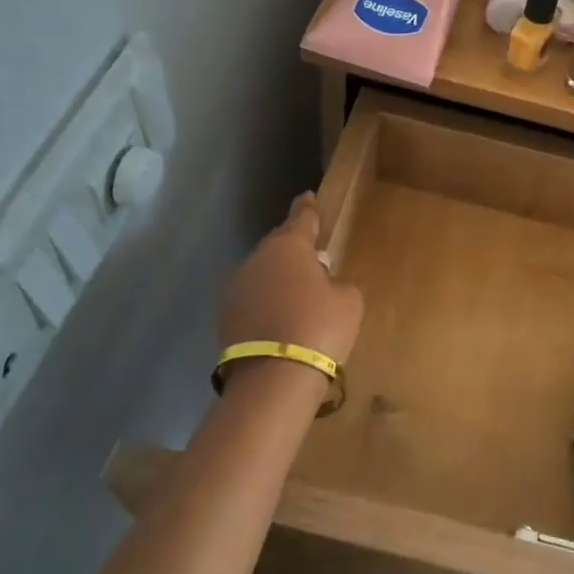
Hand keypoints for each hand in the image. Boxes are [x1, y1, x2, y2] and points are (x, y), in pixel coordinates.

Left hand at [217, 193, 363, 375]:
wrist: (274, 377)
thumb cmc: (320, 328)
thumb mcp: (348, 300)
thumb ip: (337, 282)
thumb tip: (324, 283)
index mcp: (288, 247)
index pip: (301, 218)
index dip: (307, 208)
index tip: (308, 196)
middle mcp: (257, 259)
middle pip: (278, 246)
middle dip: (293, 250)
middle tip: (312, 259)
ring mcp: (236, 287)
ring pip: (262, 274)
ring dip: (277, 279)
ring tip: (296, 297)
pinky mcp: (225, 316)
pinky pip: (252, 299)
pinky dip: (265, 304)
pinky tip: (279, 320)